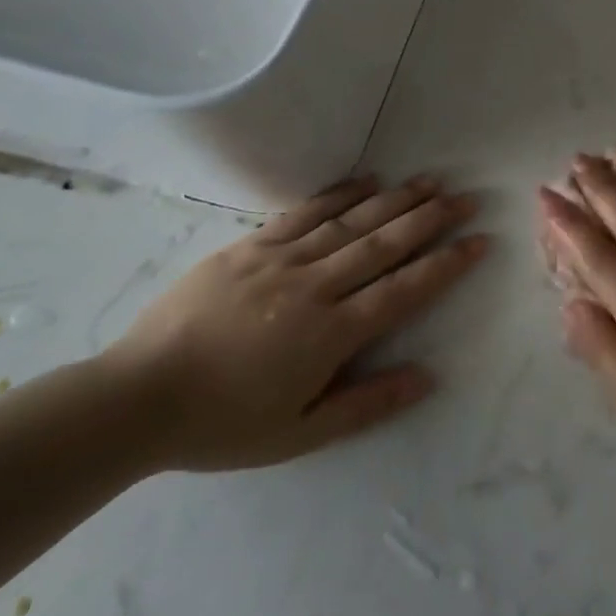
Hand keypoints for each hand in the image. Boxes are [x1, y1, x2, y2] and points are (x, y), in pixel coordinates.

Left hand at [103, 174, 486, 471]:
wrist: (136, 398)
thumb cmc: (221, 425)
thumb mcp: (298, 435)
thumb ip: (366, 405)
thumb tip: (428, 376)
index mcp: (330, 334)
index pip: (404, 290)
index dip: (446, 264)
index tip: (479, 241)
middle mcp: (314, 287)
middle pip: (385, 245)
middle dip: (431, 220)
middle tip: (466, 198)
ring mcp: (281, 261)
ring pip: (351, 223)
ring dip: (395, 199)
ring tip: (430, 180)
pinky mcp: (250, 247)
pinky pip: (304, 214)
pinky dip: (339, 195)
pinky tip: (366, 180)